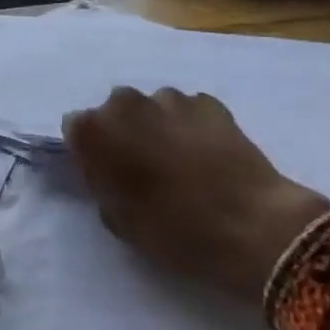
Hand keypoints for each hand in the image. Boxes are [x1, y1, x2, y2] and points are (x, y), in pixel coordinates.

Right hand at [62, 87, 329, 298]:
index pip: (76, 129)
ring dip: (157, 127)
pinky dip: (189, 127)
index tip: (105, 173)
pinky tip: (205, 155)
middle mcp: (126, 103)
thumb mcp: (117, 218)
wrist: (253, 227)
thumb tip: (104, 167)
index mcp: (94, 131)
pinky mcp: (211, 104)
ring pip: (151, 109)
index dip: (90, 151)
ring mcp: (171, 99)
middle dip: (123, 132)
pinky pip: (187, 111)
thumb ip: (100, 182)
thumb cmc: (173, 230)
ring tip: (178, 161)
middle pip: (114, 112)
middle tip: (142, 168)